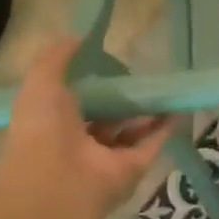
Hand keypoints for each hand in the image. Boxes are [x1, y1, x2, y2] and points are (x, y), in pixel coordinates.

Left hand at [0, 38, 168, 218]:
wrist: (59, 181)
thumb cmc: (43, 129)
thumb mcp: (41, 82)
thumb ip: (57, 57)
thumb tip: (78, 38)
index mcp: (53, 125)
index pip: (74, 104)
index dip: (89, 85)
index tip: (106, 64)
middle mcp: (80, 144)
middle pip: (106, 117)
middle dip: (120, 99)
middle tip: (138, 76)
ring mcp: (108, 158)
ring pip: (131, 131)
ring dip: (146, 111)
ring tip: (162, 87)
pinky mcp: (133, 169)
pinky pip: (152, 144)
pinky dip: (165, 127)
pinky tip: (178, 107)